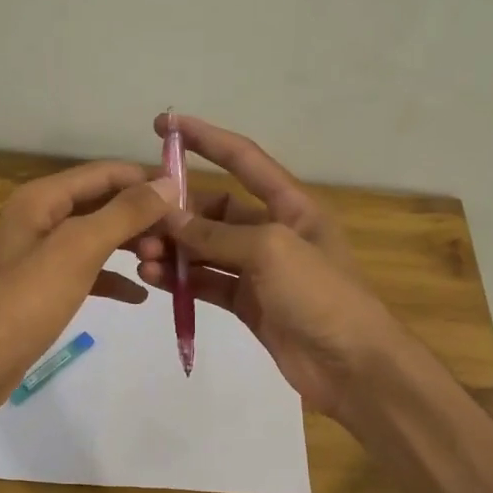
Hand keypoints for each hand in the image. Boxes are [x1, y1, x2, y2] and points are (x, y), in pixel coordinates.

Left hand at [0, 161, 175, 417]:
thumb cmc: (26, 300)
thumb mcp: (79, 249)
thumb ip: (124, 214)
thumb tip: (167, 184)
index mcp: (43, 199)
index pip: (105, 173)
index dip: (145, 181)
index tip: (187, 199)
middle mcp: (41, 219)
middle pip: (103, 205)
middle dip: (142, 218)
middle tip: (180, 241)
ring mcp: (41, 255)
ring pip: (98, 239)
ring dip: (131, 247)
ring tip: (165, 264)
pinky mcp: (45, 289)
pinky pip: (88, 272)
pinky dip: (114, 279)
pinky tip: (140, 295)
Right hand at [132, 114, 407, 421]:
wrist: (353, 368)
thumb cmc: (320, 295)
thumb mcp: (271, 251)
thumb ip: (217, 234)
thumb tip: (169, 219)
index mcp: (291, 206)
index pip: (243, 159)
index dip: (205, 138)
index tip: (164, 124)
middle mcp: (273, 232)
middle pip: (216, 210)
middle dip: (178, 212)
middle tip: (139, 221)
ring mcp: (259, 271)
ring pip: (206, 249)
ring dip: (174, 249)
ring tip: (141, 255)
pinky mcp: (248, 304)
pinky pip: (207, 282)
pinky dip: (180, 280)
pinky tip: (152, 278)